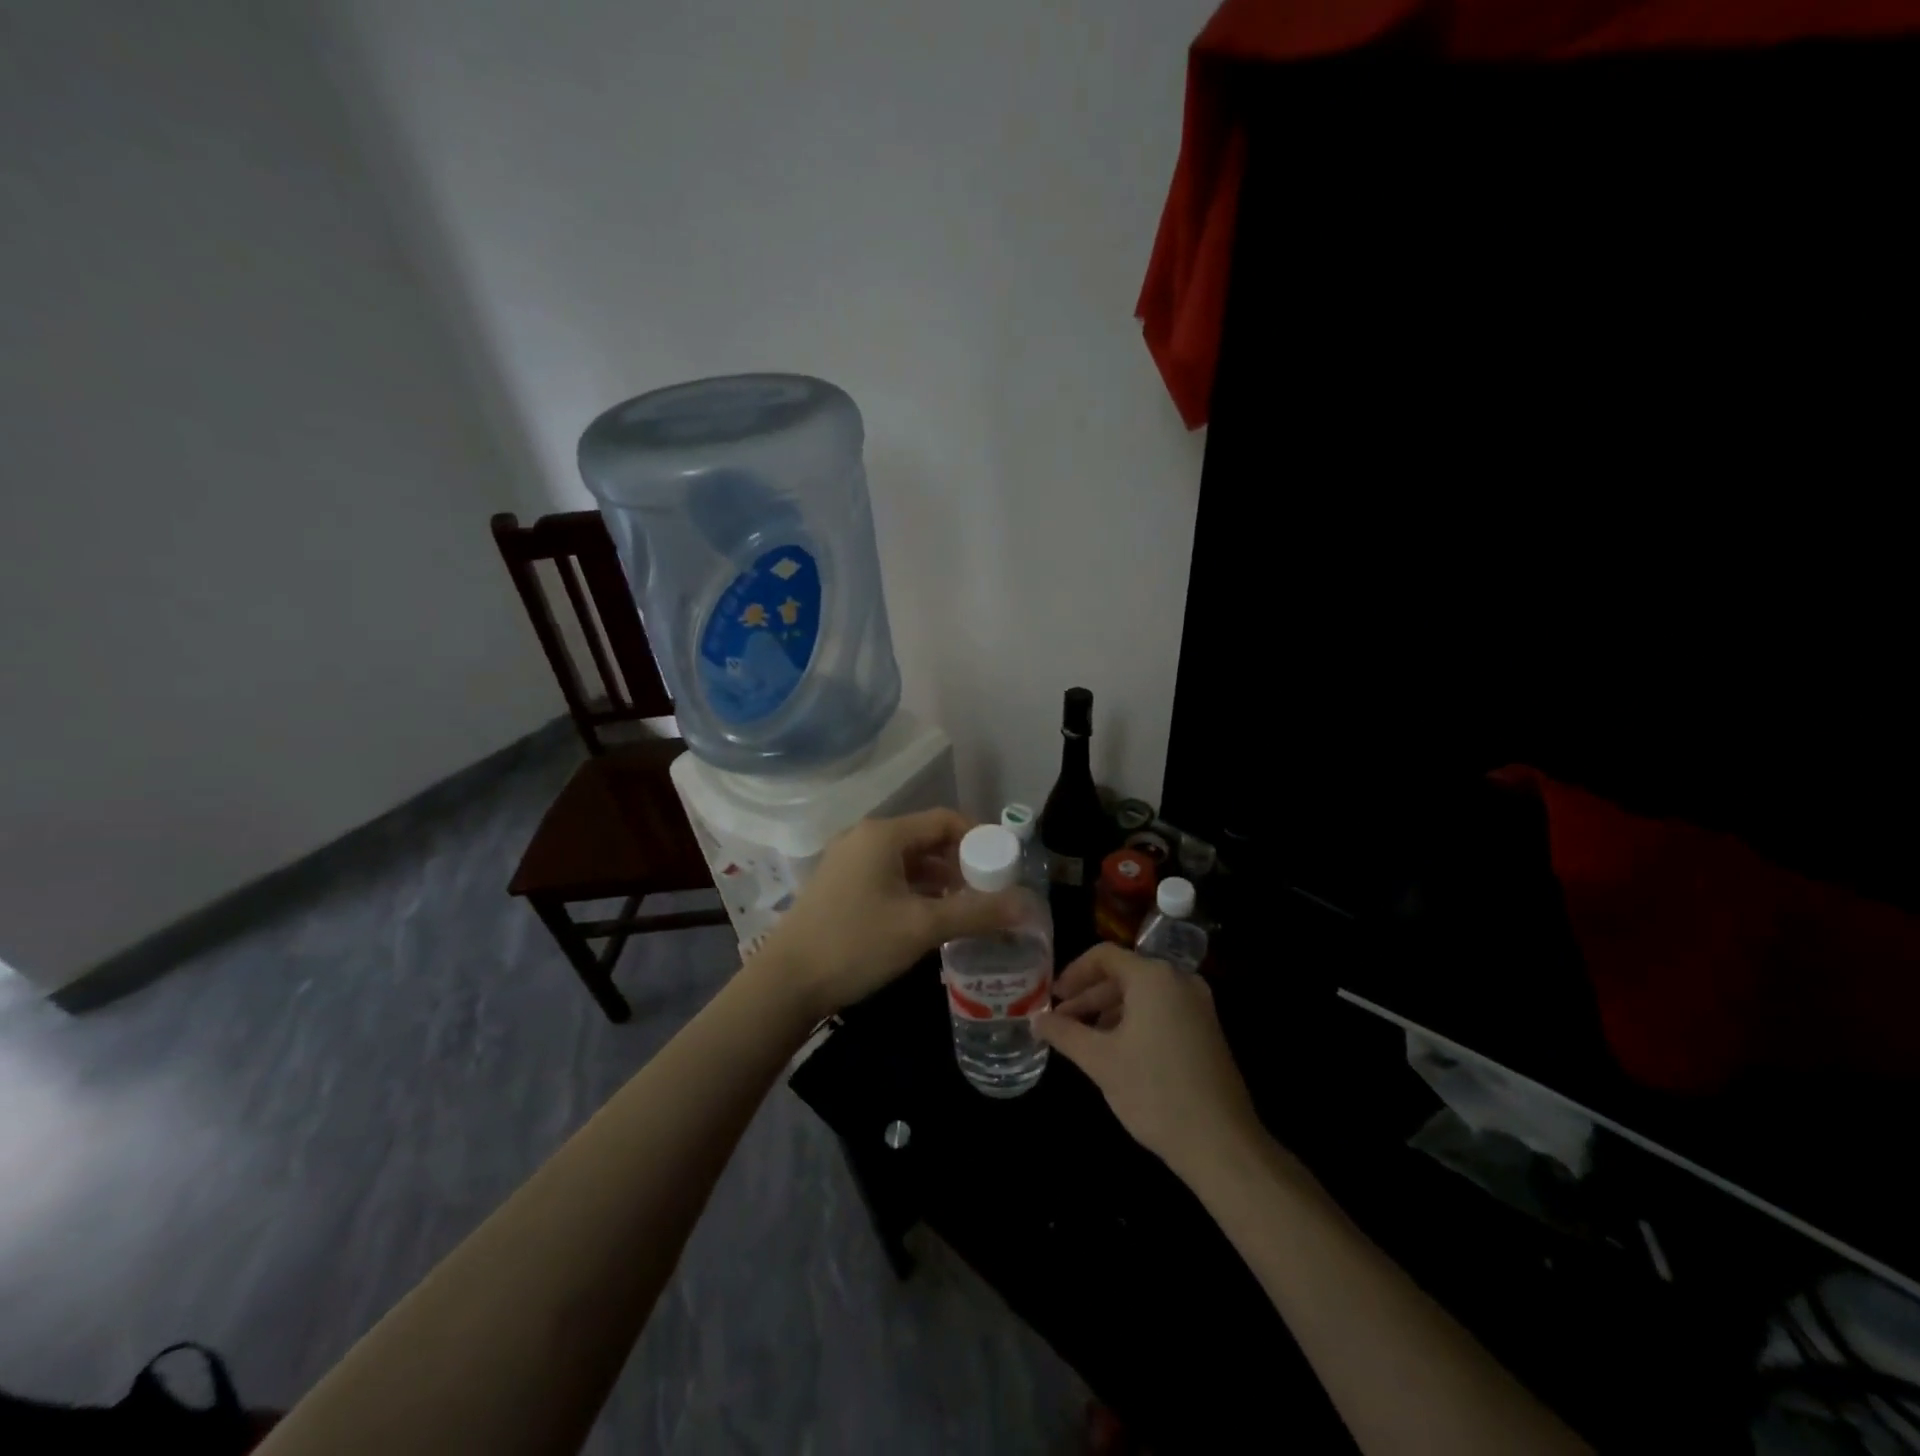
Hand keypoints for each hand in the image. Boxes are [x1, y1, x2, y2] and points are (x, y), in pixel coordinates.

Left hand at [758, 809, 1019, 1020]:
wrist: (785, 983)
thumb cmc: (855, 944)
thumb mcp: (921, 928)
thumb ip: (976, 912)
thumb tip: (1027, 905)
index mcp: (884, 835)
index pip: (946, 820)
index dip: (980, 839)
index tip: (1004, 868)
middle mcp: (865, 838)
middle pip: (927, 839)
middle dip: (961, 863)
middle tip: (988, 893)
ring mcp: (848, 861)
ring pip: (908, 860)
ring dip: (939, 880)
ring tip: (965, 909)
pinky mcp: (840, 885)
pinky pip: (888, 875)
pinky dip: (915, 890)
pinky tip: (929, 918)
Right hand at [1036, 945, 1263, 1177]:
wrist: (1221, 1143)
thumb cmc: (1154, 1092)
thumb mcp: (1100, 1060)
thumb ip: (1064, 1033)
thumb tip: (1035, 1020)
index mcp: (1153, 977)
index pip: (1104, 955)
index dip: (1073, 973)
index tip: (1052, 998)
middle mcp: (1179, 980)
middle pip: (1124, 974)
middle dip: (1089, 996)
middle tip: (1061, 1021)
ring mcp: (1198, 1005)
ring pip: (1143, 994)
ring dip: (1109, 1011)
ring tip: (1084, 1039)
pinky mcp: (1207, 1029)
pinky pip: (1162, 1010)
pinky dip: (1134, 1021)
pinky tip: (1117, 1050)